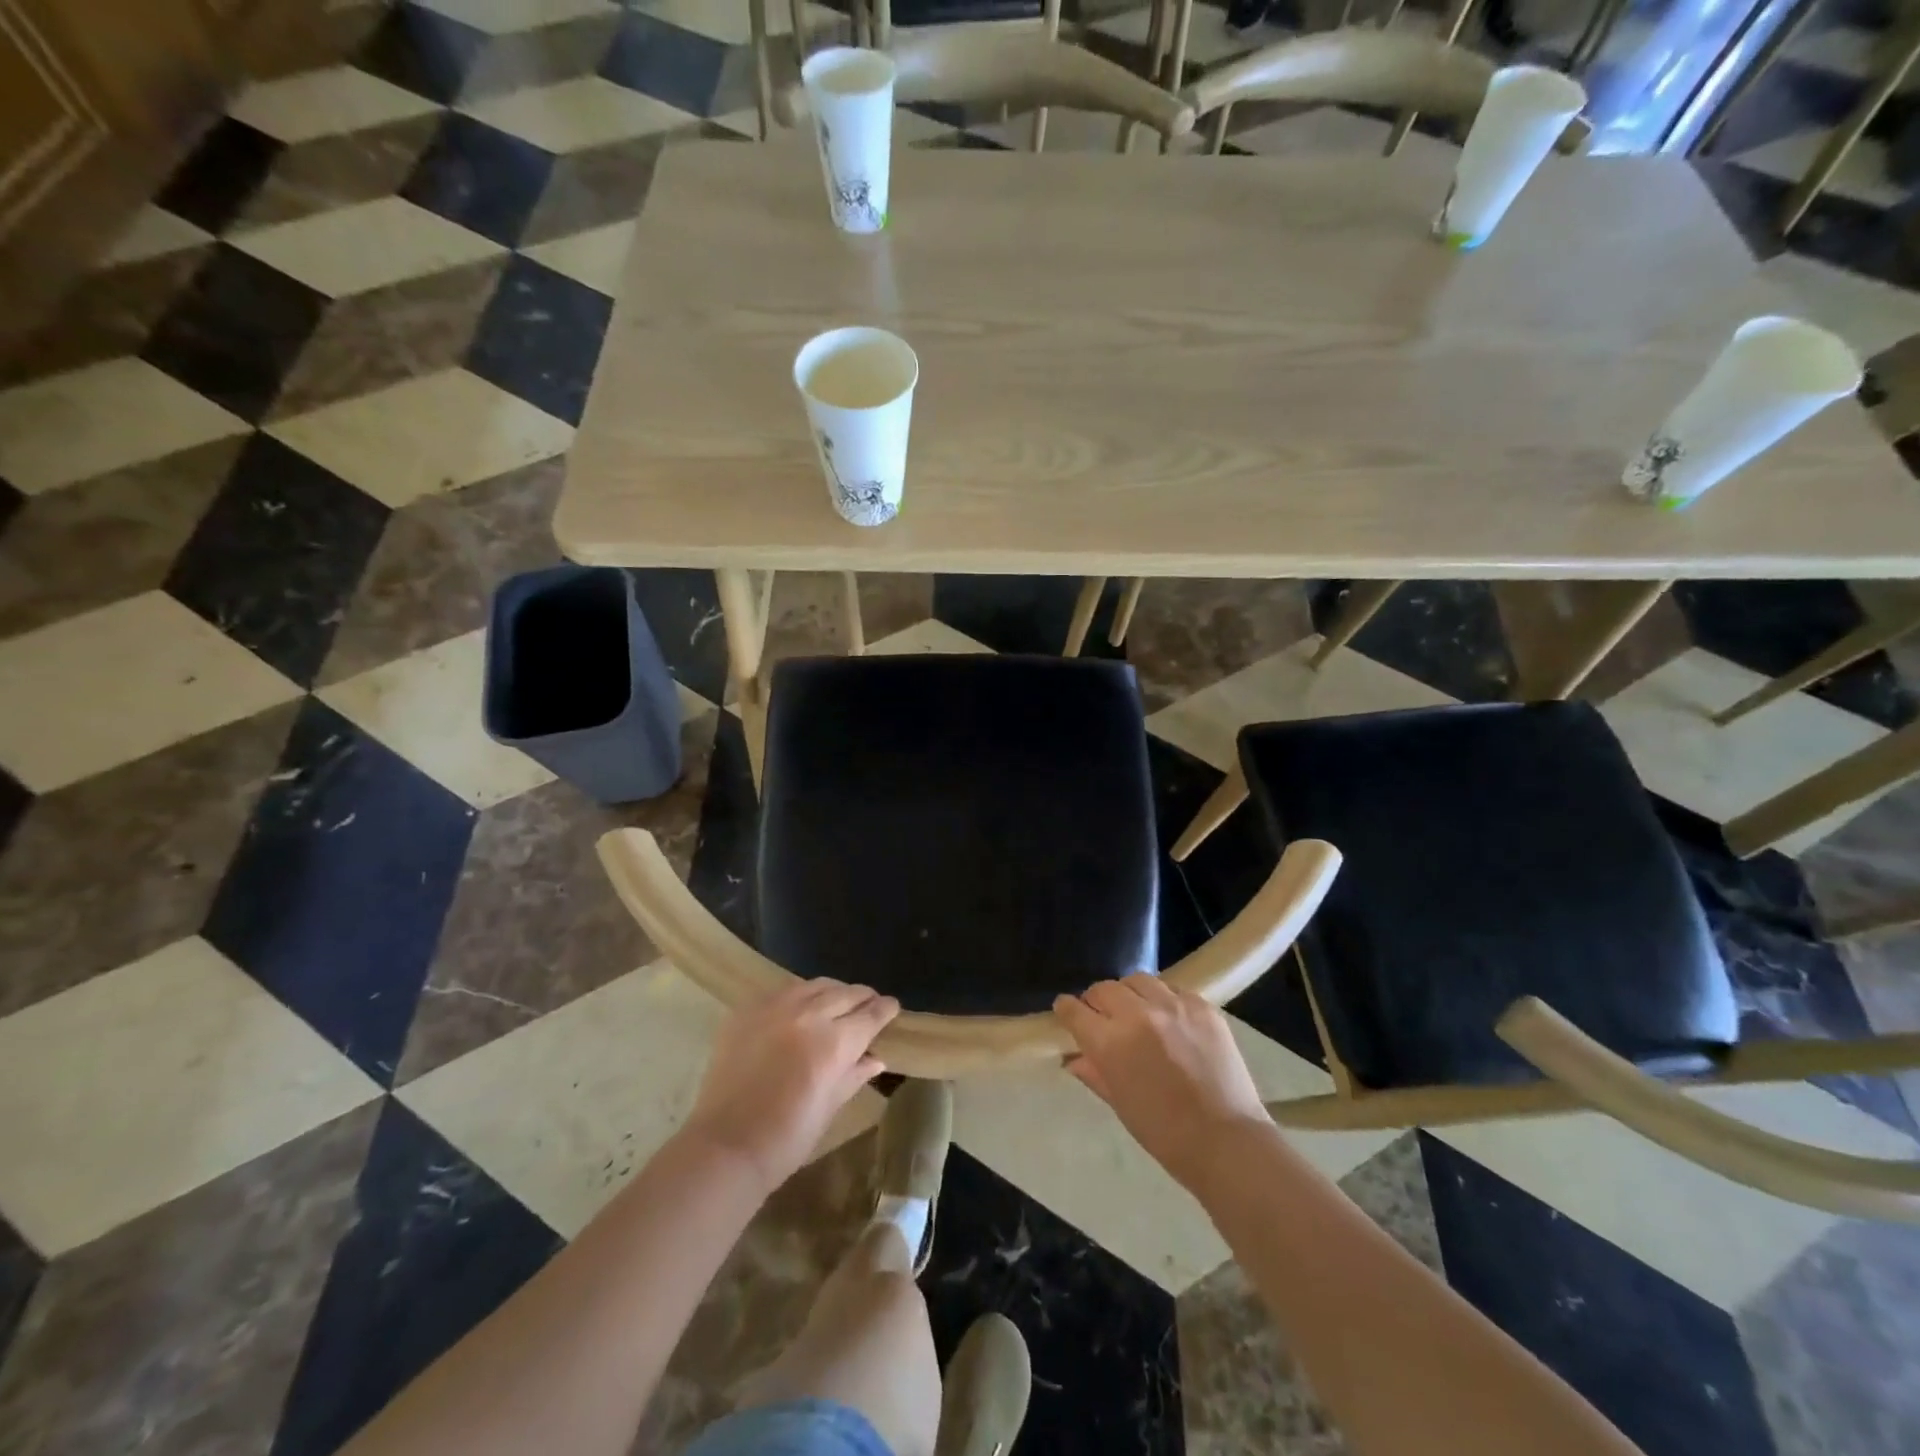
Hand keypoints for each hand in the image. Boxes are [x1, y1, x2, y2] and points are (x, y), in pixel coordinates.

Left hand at [682, 979, 898, 1191]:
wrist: (725, 1147)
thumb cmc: (786, 1139)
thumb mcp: (829, 1108)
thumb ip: (853, 1075)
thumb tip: (875, 1057)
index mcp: (835, 1042)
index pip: (870, 1014)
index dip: (885, 1009)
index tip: (892, 1007)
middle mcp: (808, 1015)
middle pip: (845, 993)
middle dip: (862, 997)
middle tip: (869, 1003)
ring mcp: (774, 1008)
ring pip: (814, 986)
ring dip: (832, 991)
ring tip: (836, 1001)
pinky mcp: (747, 1010)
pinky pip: (782, 992)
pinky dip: (799, 996)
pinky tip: (799, 1009)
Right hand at [1054, 975, 1270, 1195]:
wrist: (1227, 1141)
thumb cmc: (1165, 1134)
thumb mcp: (1120, 1104)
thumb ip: (1094, 1073)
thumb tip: (1074, 1058)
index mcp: (1110, 1043)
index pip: (1075, 1010)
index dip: (1067, 1009)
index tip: (1067, 1011)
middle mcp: (1137, 1015)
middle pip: (1104, 988)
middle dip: (1097, 1000)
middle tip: (1103, 1015)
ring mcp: (1173, 1006)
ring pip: (1138, 980)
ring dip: (1130, 993)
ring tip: (1137, 1010)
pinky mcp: (1202, 1006)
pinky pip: (1173, 990)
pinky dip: (1164, 1000)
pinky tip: (1170, 1020)